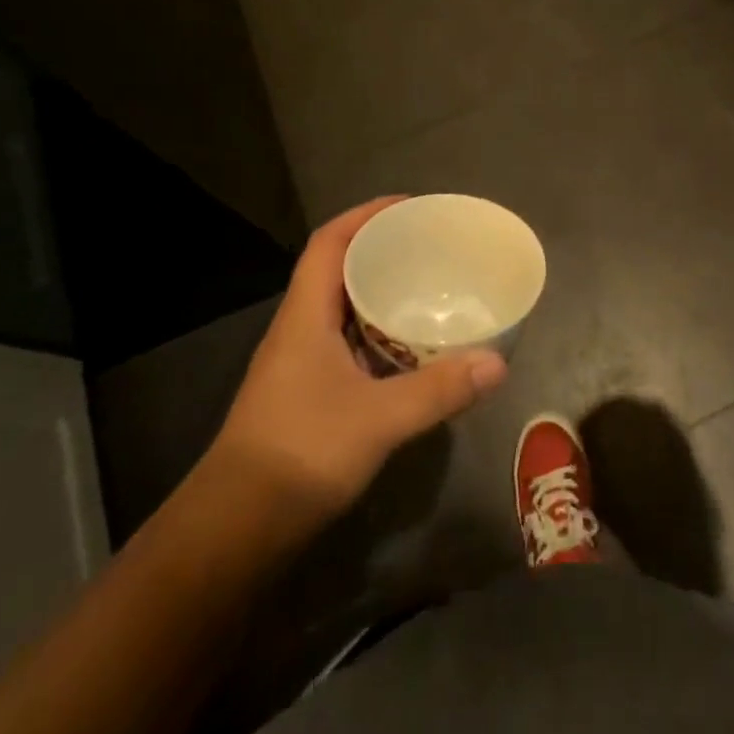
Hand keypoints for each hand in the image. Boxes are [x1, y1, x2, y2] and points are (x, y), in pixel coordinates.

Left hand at [209, 197, 507, 528]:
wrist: (236, 527)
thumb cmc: (302, 453)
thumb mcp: (379, 419)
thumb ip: (439, 390)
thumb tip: (498, 363)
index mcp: (305, 315)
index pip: (329, 243)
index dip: (365, 215)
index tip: (407, 206)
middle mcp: (298, 328)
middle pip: (336, 268)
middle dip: (379, 250)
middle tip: (427, 247)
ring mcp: (298, 362)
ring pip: (340, 307)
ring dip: (377, 292)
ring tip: (425, 288)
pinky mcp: (305, 392)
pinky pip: (345, 341)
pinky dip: (375, 332)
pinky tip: (407, 349)